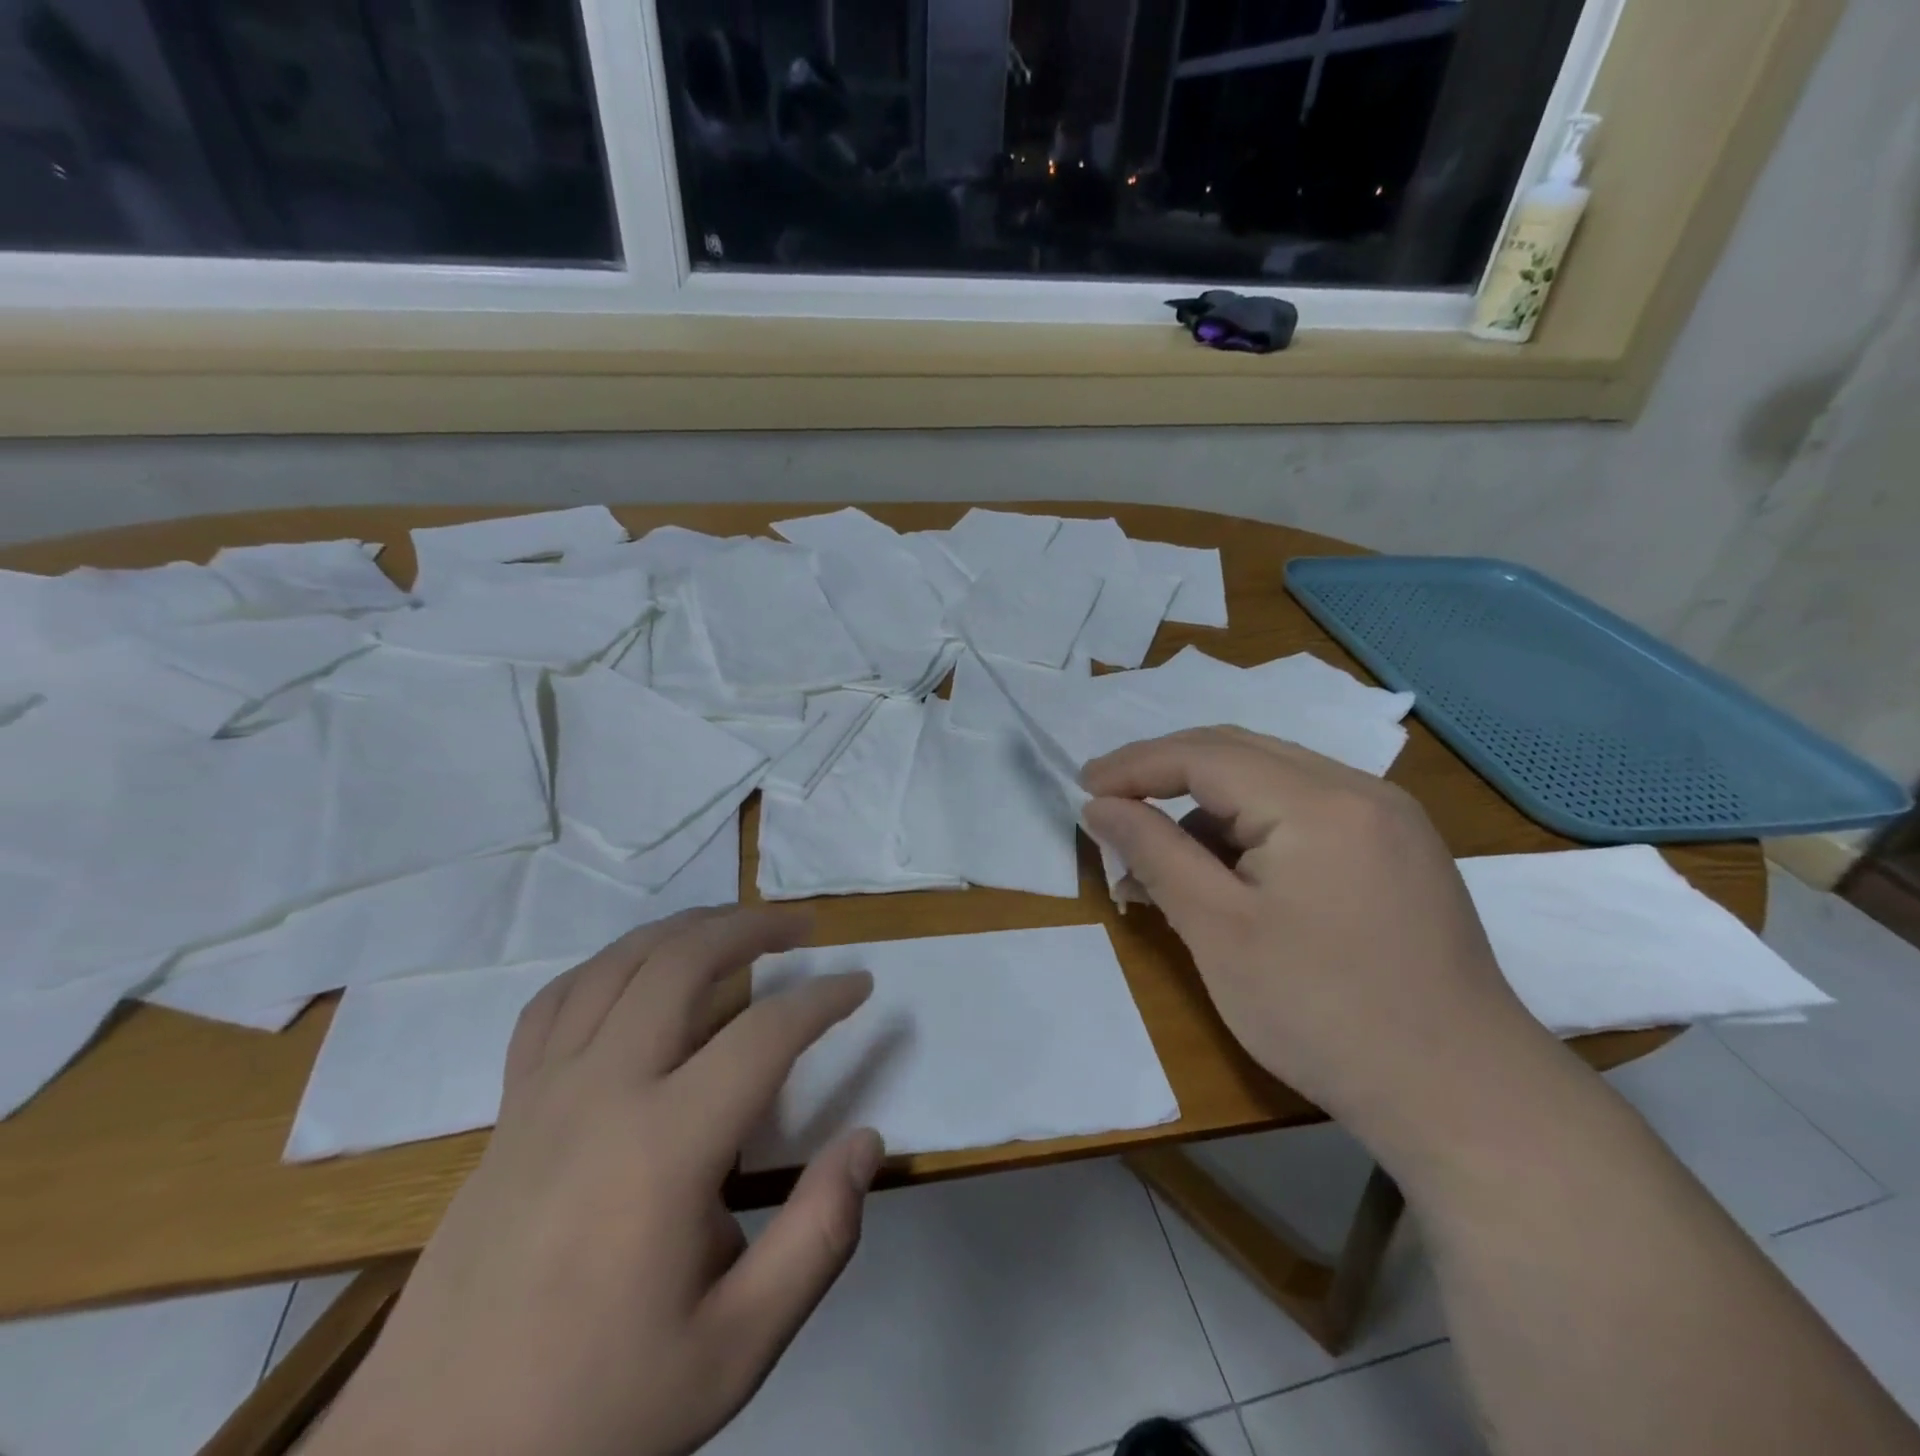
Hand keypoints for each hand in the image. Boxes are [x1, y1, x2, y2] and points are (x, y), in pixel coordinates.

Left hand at [310, 907, 880, 1455]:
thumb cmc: (598, 1406)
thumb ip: (818, 1239)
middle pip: (683, 962)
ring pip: (619, 964)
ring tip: (733, 924)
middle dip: (752, 926)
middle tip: (802, 926)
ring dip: (685, 928)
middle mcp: (603, 1092)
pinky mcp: (509, 1108)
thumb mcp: (736, 1349)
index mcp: (664, 1148)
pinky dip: (611, 964)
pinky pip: (557, 1002)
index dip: (823, 999)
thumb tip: (867, 1141)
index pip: (765, 1035)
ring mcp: (545, 1092)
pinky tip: (637, 970)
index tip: (860, 985)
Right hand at [1081, 727, 1551, 1143]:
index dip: (1135, 765)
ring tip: (1164, 854)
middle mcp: (1360, 790)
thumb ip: (1154, 853)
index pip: (1205, 755)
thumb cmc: (1324, 1014)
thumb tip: (1100, 806)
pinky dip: (1252, 827)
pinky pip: (1307, 811)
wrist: (1463, 1098)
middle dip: (1166, 772)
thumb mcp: (1218, 931)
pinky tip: (1229, 871)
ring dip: (1209, 804)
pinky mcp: (1399, 851)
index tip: (1082, 788)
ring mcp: (1389, 819)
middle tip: (1110, 801)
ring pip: (1273, 781)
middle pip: (1240, 753)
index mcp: (1319, 801)